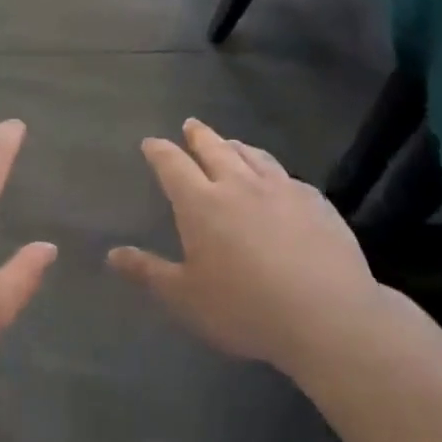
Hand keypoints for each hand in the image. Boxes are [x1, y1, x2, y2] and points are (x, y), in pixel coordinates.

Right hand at [108, 119, 378, 375]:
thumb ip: (148, 272)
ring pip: (253, 156)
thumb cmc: (245, 309)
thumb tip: (112, 253)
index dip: (159, 151)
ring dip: (236, 146)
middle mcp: (239, 185)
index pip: (173, 165)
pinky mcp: (315, 202)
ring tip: (230, 143)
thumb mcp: (185, 298)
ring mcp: (281, 189)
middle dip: (198, 135)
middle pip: (214, 149)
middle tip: (190, 124)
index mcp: (201, 203)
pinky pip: (286, 176)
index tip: (151, 142)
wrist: (328, 316)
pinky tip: (278, 179)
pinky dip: (272, 170)